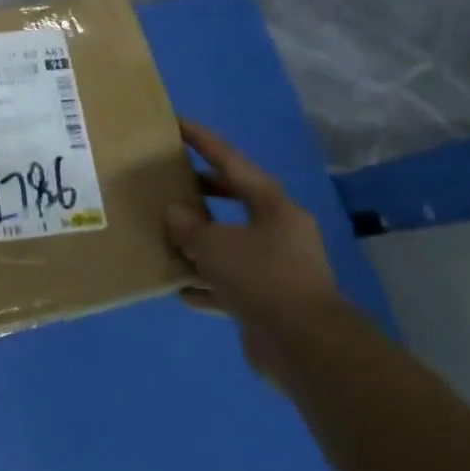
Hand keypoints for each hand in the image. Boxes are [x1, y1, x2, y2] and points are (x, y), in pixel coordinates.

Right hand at [165, 124, 342, 369]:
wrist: (303, 345)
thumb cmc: (261, 278)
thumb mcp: (214, 245)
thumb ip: (190, 227)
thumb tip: (175, 214)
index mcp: (273, 207)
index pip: (232, 163)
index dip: (204, 143)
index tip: (178, 125)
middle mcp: (279, 232)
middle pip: (234, 202)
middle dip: (201, 195)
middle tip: (169, 185)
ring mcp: (276, 268)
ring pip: (230, 245)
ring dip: (200, 244)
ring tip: (166, 237)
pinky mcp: (269, 301)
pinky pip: (230, 284)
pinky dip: (206, 285)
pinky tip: (180, 289)